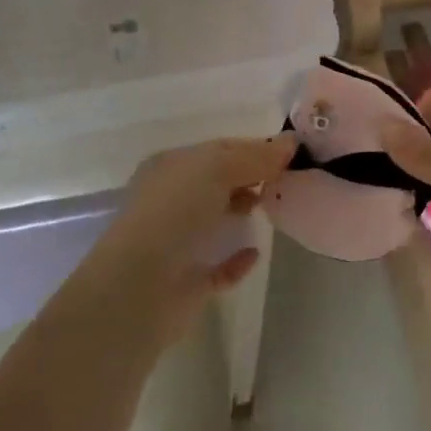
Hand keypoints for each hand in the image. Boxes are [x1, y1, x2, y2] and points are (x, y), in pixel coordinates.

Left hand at [76, 133, 297, 345]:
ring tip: (275, 209)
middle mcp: (170, 200)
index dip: (253, 148)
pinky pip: (219, 265)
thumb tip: (291, 143)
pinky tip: (255, 253)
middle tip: (285, 181)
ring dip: (243, 212)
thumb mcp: (217, 167)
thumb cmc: (175, 212)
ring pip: (216, 220)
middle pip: (218, 182)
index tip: (290, 153)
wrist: (139, 287)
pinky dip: (238, 259)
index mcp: (171, 167)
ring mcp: (175, 242)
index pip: (218, 150)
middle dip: (250, 178)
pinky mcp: (186, 281)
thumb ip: (256, 156)